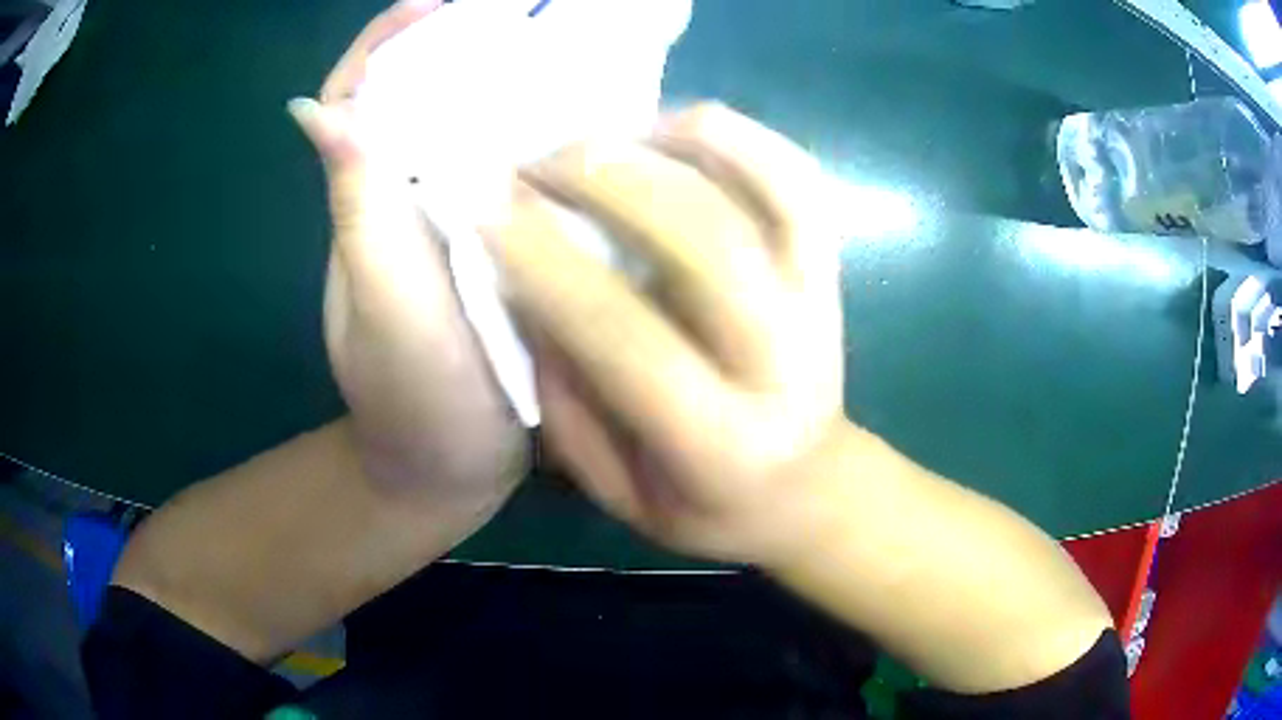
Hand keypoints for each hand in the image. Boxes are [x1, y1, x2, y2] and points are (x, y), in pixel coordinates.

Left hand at [288, 0, 525, 498]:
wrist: (455, 462)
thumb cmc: (414, 397)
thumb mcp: (384, 306)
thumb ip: (358, 210)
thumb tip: (317, 110)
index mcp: (370, 195)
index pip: (357, 94)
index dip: (388, 39)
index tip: (439, 1)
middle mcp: (408, 188)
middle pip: (422, 89)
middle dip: (466, 38)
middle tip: (533, 10)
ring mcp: (456, 210)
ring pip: (474, 119)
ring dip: (510, 72)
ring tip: (570, 40)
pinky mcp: (500, 236)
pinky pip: (516, 162)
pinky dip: (544, 126)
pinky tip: (591, 111)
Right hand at [488, 104, 844, 564]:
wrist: (804, 487)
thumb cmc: (703, 505)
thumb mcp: (618, 490)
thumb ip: (568, 399)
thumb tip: (526, 287)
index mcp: (719, 443)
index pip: (626, 336)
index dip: (547, 261)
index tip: (484, 208)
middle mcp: (781, 363)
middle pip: (706, 243)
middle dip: (606, 180)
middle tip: (534, 161)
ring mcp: (819, 303)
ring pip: (769, 192)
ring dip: (674, 143)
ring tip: (601, 136)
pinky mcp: (830, 269)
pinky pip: (797, 180)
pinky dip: (738, 136)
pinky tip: (673, 128)